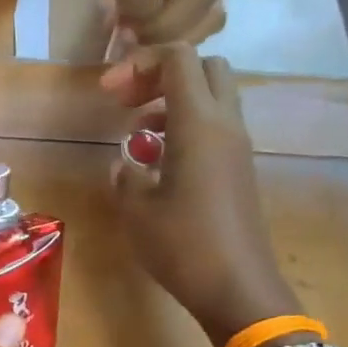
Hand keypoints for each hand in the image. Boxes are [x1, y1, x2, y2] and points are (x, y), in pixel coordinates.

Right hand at [105, 46, 296, 345]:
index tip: (108, 93)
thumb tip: (126, 163)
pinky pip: (215, 130)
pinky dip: (186, 130)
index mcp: (199, 124)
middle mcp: (225, 125)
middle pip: (204, 69)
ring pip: (211, 99)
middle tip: (128, 105)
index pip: (178, 59)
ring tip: (138, 138)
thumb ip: (126, 176)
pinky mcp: (239, 171)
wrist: (237, 287)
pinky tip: (159, 165)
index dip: (139, 64)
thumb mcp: (137, 210)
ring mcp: (237, 148)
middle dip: (162, 76)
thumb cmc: (182, 245)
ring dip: (173, 105)